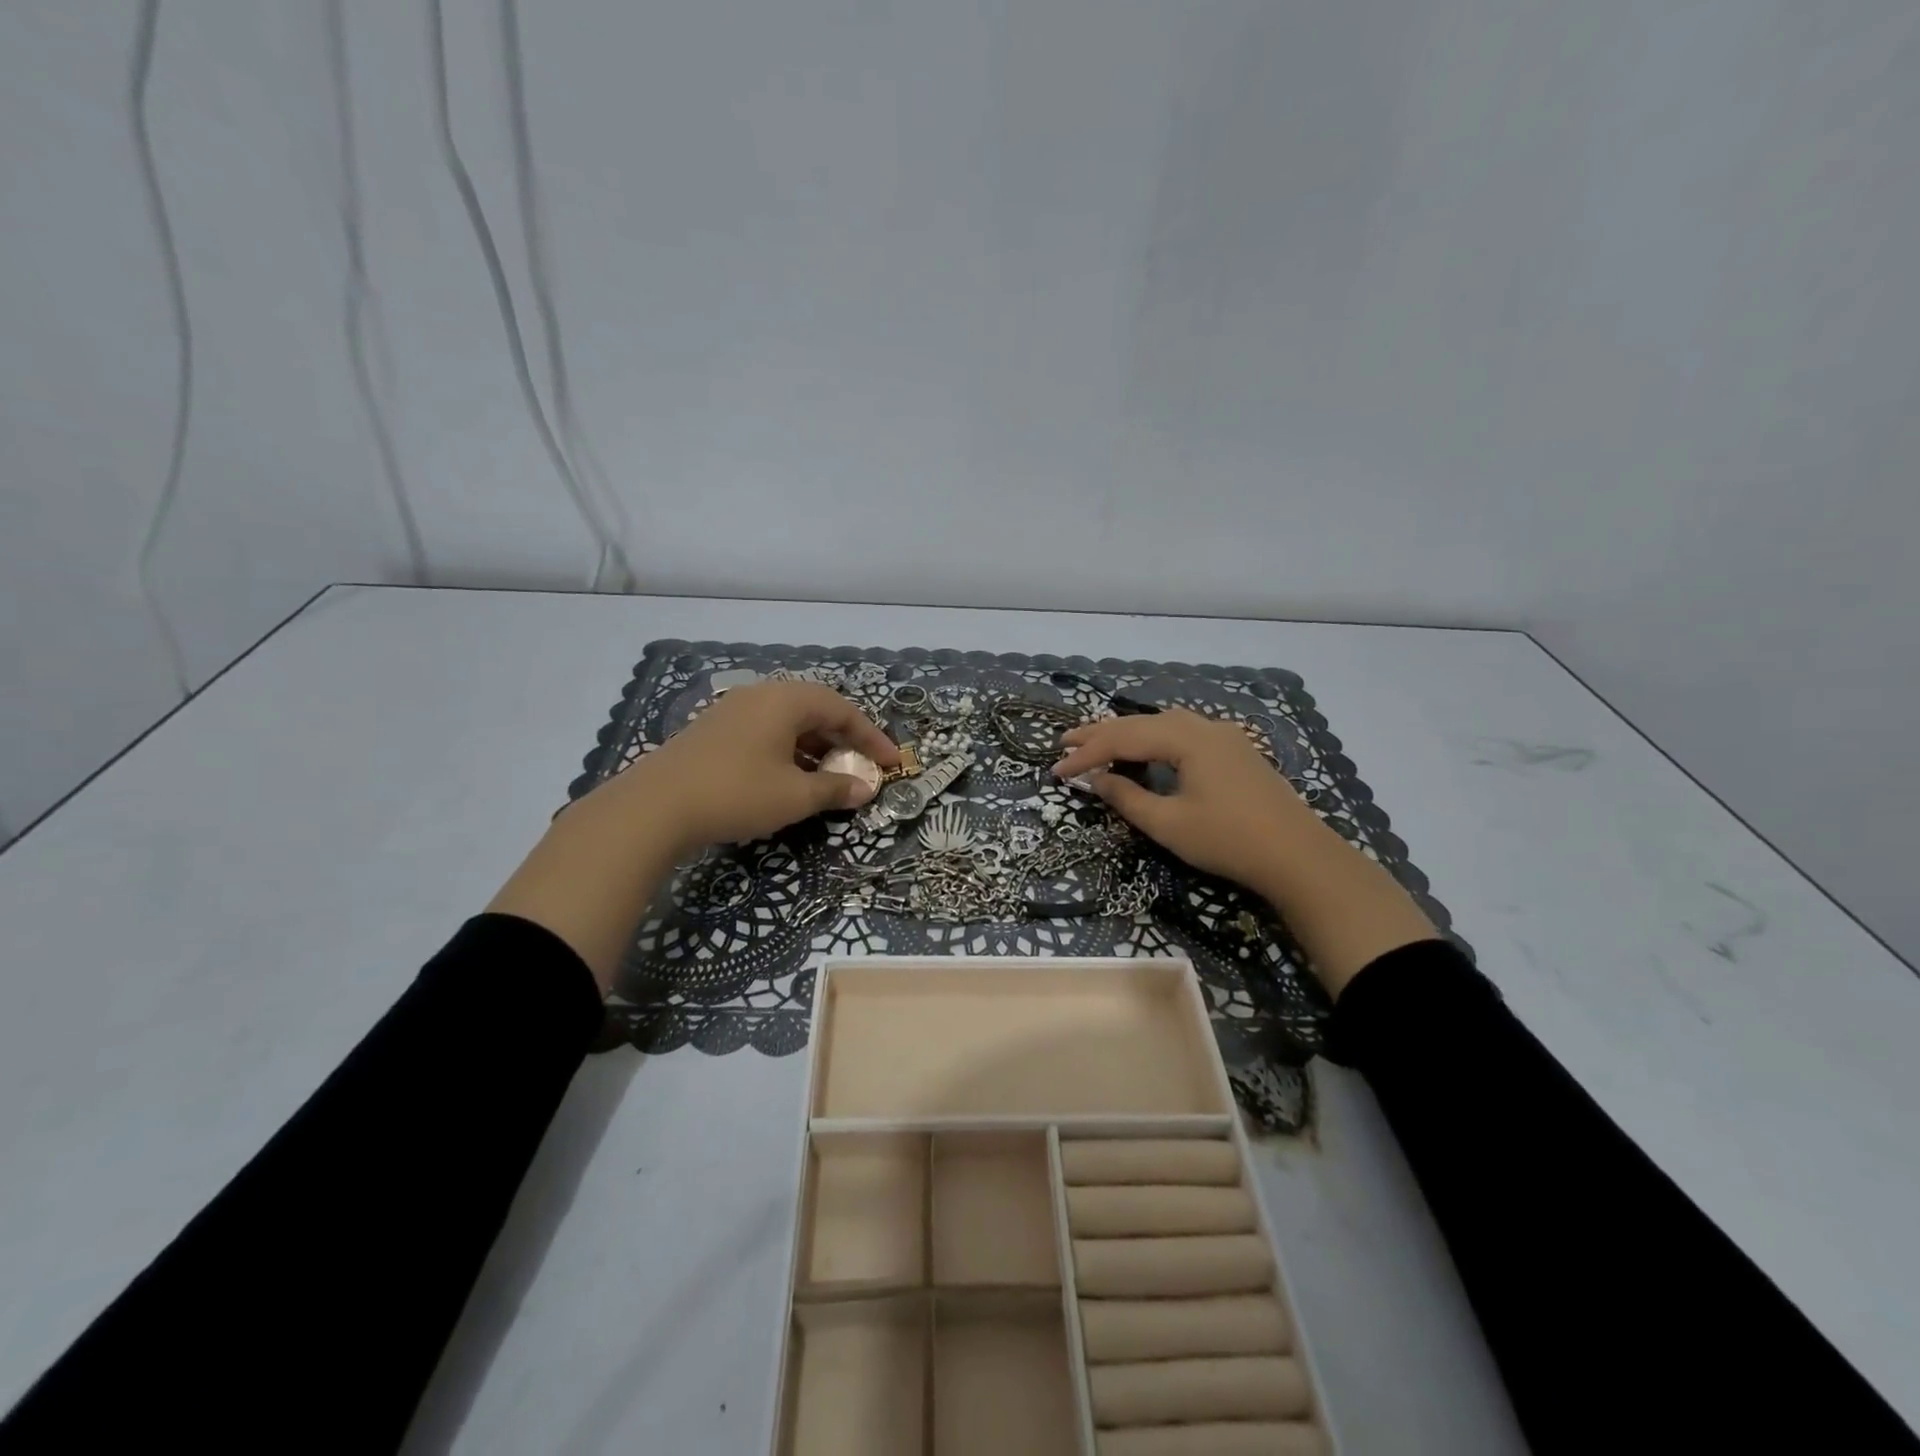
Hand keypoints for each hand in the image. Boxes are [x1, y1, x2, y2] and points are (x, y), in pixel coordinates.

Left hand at [626, 680, 900, 854]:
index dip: (872, 738)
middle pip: (816, 710)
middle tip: (863, 766)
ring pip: (789, 722)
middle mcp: (761, 695)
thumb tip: (865, 788)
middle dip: (844, 740)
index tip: (892, 763)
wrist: (654, 807)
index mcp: (786, 700)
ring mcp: (734, 711)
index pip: (843, 711)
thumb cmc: (736, 793)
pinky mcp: (714, 731)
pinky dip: (789, 751)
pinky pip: (766, 732)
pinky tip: (790, 778)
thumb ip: (835, 789)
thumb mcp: (794, 796)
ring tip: (831, 776)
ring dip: (816, 747)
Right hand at [1055, 707, 1436, 995]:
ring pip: (1164, 724)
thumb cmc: (1228, 840)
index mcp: (1186, 738)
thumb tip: (1098, 780)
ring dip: (1129, 733)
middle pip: (1142, 723)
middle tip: (1065, 743)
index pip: (1123, 739)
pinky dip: (1155, 739)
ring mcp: (1224, 737)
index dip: (1086, 754)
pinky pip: (1184, 733)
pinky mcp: (1236, 752)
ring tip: (1099, 743)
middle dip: (1101, 734)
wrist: (1299, 857)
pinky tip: (1148, 751)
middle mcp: (1204, 727)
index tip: (1056, 770)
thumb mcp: (1169, 824)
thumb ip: (1127, 799)